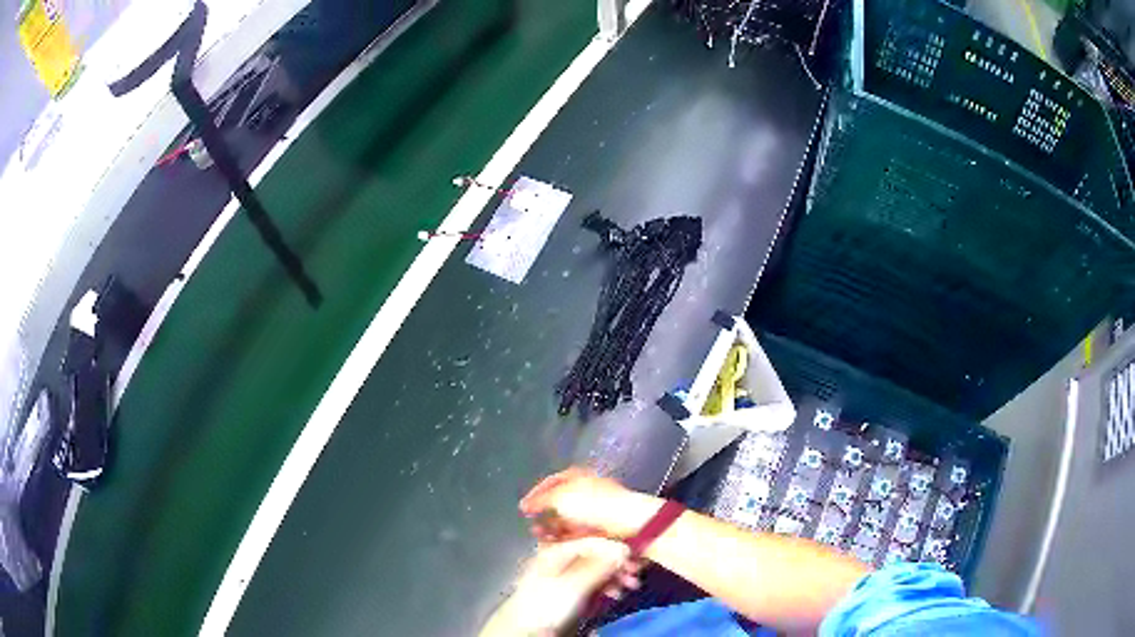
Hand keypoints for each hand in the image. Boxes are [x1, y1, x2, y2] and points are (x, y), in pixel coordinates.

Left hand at [479, 538, 639, 636]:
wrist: (525, 630)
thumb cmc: (545, 604)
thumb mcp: (574, 585)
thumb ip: (599, 566)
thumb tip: (623, 548)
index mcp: (557, 550)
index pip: (592, 540)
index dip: (615, 546)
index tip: (636, 556)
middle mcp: (561, 559)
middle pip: (596, 555)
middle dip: (618, 563)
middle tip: (636, 574)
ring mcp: (565, 576)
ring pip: (597, 569)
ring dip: (616, 576)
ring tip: (629, 586)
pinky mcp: (570, 592)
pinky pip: (593, 583)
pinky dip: (607, 586)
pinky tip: (617, 593)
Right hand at [519, 467, 659, 541]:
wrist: (629, 524)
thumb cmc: (595, 505)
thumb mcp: (562, 497)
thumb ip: (543, 499)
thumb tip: (528, 504)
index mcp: (580, 477)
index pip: (552, 482)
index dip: (536, 493)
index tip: (523, 507)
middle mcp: (588, 492)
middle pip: (560, 503)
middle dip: (544, 516)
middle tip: (532, 526)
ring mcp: (596, 512)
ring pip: (568, 522)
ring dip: (553, 530)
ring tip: (540, 539)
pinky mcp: (602, 531)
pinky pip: (579, 535)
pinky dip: (566, 540)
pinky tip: (556, 547)